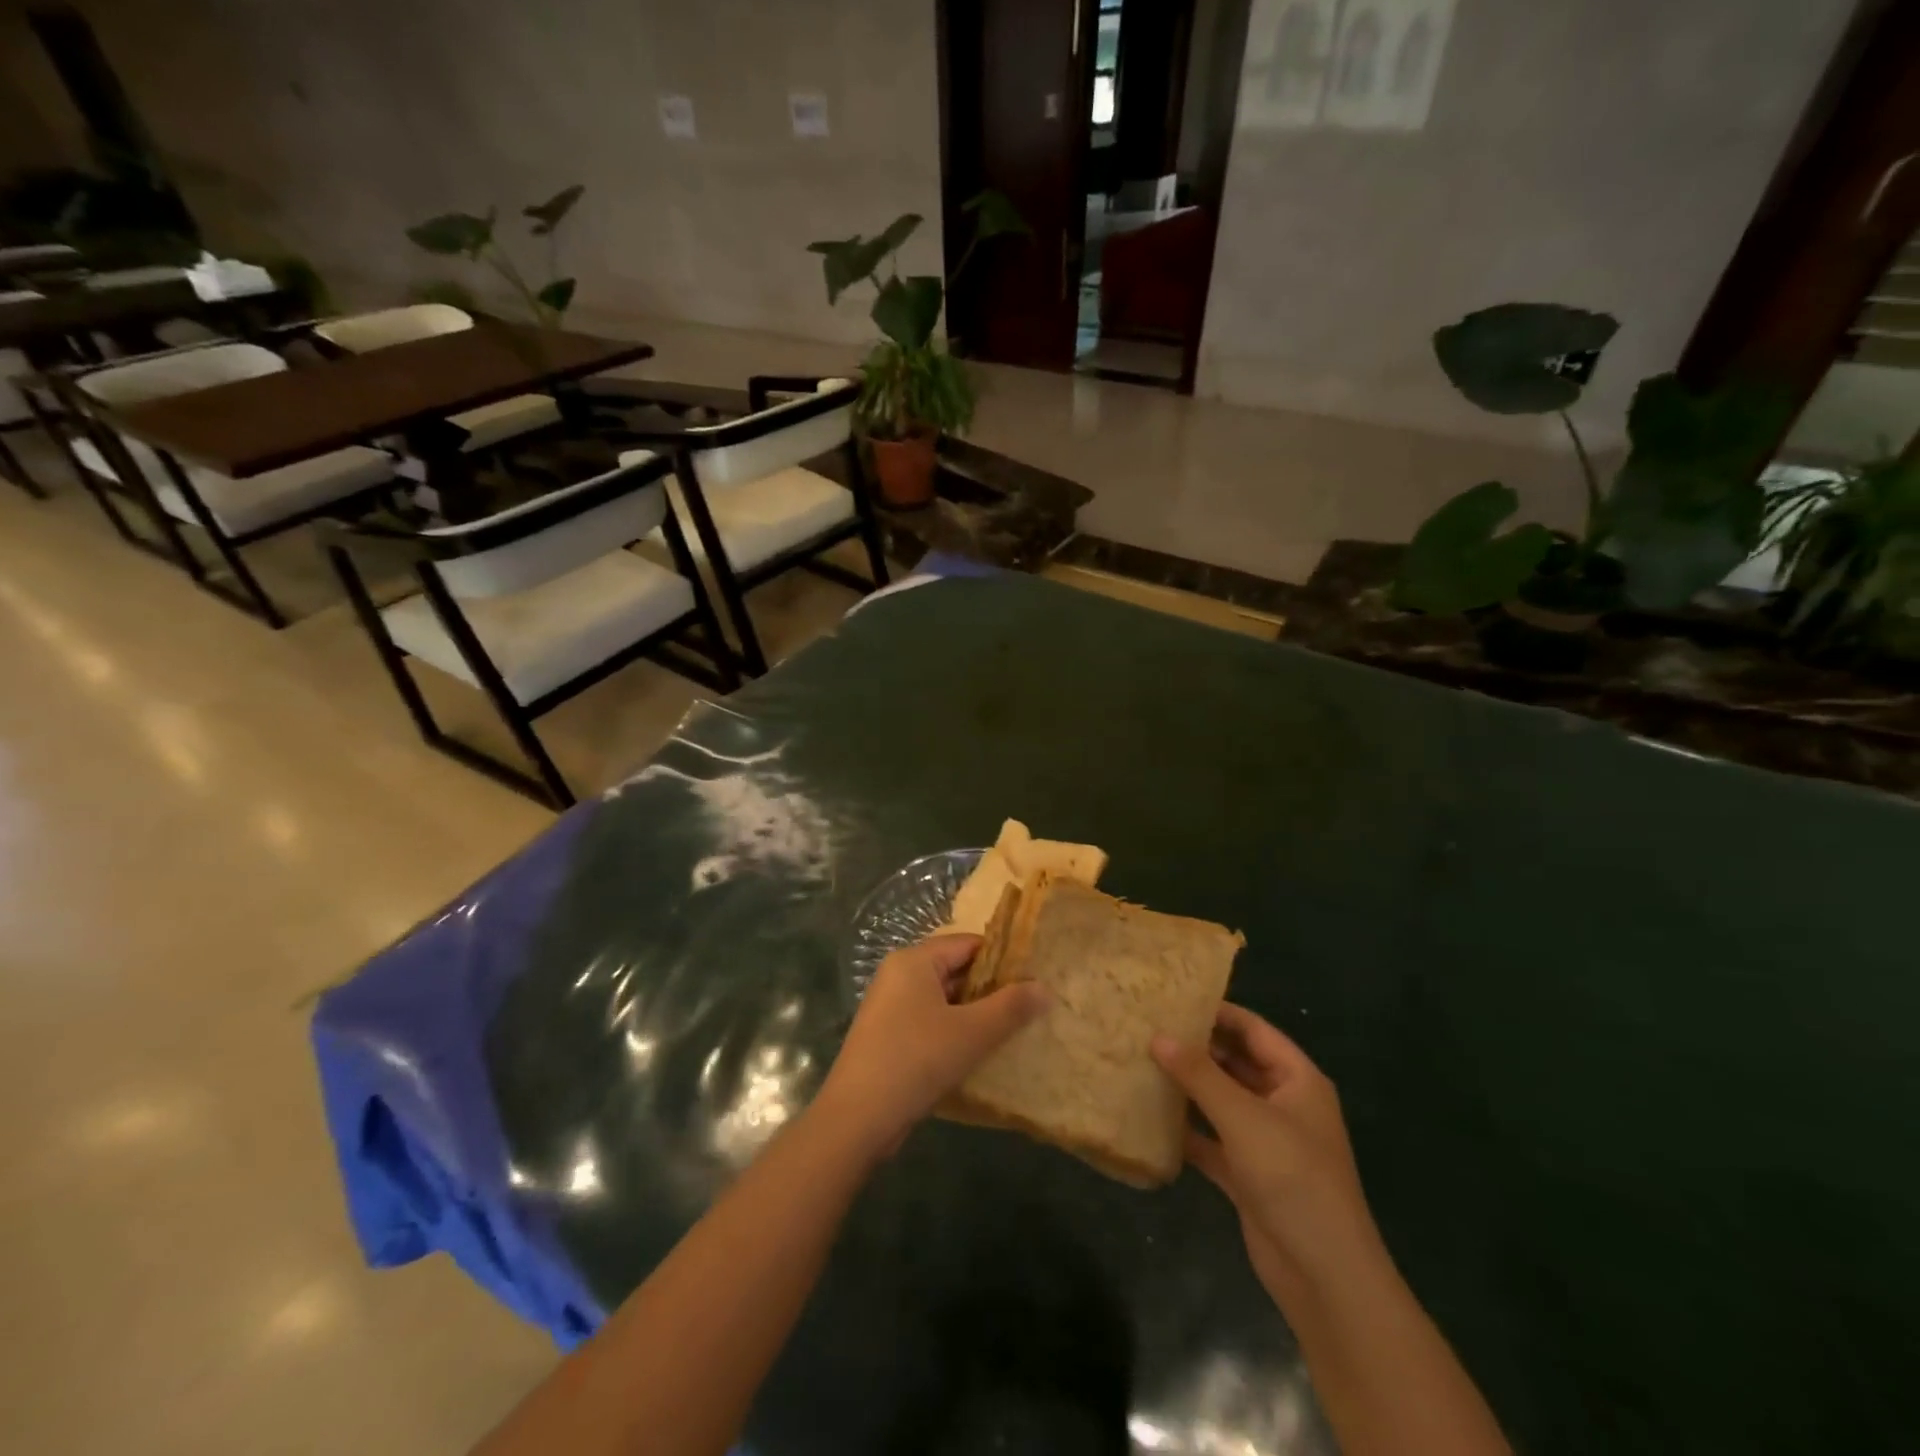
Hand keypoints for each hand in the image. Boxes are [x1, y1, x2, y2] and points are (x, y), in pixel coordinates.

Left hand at [814, 935, 1049, 1158]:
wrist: (857, 1118)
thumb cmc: (916, 1060)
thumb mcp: (972, 1032)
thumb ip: (1011, 1007)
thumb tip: (1045, 988)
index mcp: (914, 960)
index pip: (968, 944)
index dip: (1003, 959)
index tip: (1035, 978)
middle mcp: (898, 975)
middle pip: (955, 970)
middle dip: (991, 989)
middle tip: (1030, 1007)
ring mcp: (890, 1007)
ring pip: (944, 1000)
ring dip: (975, 1014)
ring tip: (1013, 1031)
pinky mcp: (888, 1037)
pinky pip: (930, 1022)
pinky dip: (954, 1032)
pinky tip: (979, 1053)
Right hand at [1152, 1006, 1381, 1304]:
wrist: (1324, 1276)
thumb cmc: (1292, 1177)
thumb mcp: (1243, 1117)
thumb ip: (1199, 1074)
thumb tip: (1158, 1036)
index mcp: (1297, 1080)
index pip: (1253, 1030)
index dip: (1217, 1011)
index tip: (1172, 997)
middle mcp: (1283, 1104)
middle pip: (1236, 1063)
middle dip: (1196, 1048)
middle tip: (1148, 1027)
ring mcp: (1266, 1141)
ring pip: (1221, 1101)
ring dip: (1188, 1087)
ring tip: (1142, 1062)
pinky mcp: (1248, 1175)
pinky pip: (1212, 1140)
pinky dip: (1187, 1129)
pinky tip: (1151, 1116)